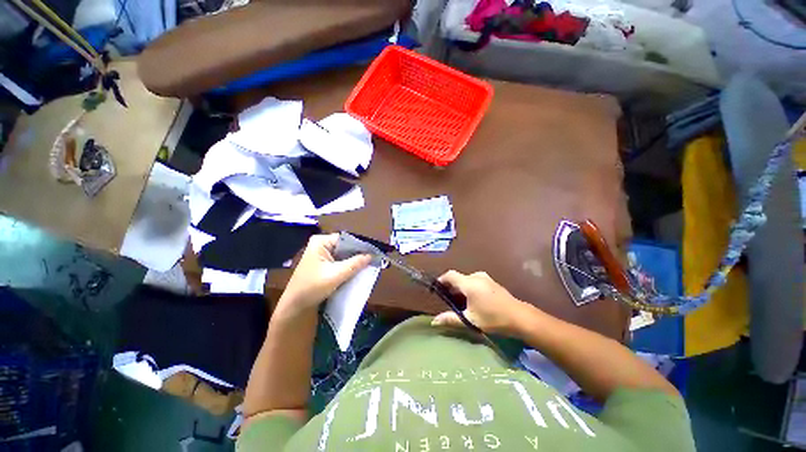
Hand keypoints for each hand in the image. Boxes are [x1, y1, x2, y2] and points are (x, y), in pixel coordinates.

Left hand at [277, 234, 370, 316]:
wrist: (295, 306)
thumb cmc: (312, 287)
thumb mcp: (336, 275)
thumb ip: (355, 264)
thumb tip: (372, 255)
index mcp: (321, 241)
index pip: (346, 239)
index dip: (361, 245)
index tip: (375, 252)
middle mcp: (322, 244)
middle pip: (346, 246)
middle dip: (358, 253)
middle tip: (375, 259)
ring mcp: (323, 254)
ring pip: (344, 254)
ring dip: (355, 260)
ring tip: (370, 264)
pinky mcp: (324, 263)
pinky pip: (341, 261)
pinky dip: (349, 266)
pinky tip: (359, 270)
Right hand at [432, 270, 532, 335]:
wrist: (520, 317)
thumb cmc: (493, 318)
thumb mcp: (470, 320)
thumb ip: (451, 319)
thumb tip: (434, 321)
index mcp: (469, 283)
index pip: (450, 275)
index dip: (441, 280)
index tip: (436, 288)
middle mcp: (476, 276)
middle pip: (458, 277)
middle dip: (451, 286)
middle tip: (448, 299)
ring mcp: (485, 278)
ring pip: (467, 279)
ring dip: (461, 287)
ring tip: (460, 301)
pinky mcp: (491, 281)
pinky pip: (474, 280)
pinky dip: (469, 287)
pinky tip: (473, 299)